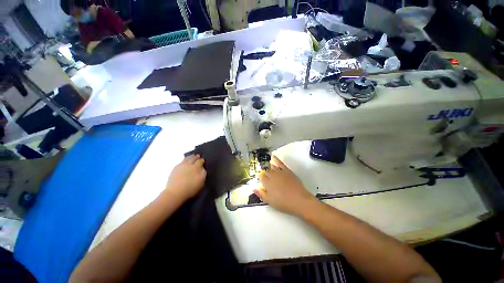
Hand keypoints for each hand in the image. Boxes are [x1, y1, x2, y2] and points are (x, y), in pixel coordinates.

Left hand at [165, 154, 206, 200]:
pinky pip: (181, 161)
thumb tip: (202, 168)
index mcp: (196, 167)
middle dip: (196, 157)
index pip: (200, 161)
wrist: (175, 193)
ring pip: (187, 158)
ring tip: (192, 157)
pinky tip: (185, 162)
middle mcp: (189, 164)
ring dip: (190, 157)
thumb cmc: (190, 189)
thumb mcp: (201, 182)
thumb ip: (203, 173)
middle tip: (198, 156)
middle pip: (193, 158)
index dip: (202, 160)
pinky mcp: (175, 168)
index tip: (203, 160)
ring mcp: (182, 165)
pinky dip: (184, 160)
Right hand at [255, 156, 316, 215]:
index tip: (258, 175)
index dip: (259, 175)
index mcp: (267, 184)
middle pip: (265, 170)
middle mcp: (272, 176)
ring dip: (267, 164)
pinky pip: (279, 163)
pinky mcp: (286, 170)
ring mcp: (279, 172)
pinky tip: (273, 156)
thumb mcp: (270, 201)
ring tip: (264, 162)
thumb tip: (254, 188)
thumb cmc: (283, 203)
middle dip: (262, 169)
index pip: (261, 176)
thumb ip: (261, 194)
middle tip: (261, 169)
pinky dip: (276, 159)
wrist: (299, 200)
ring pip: (271, 166)